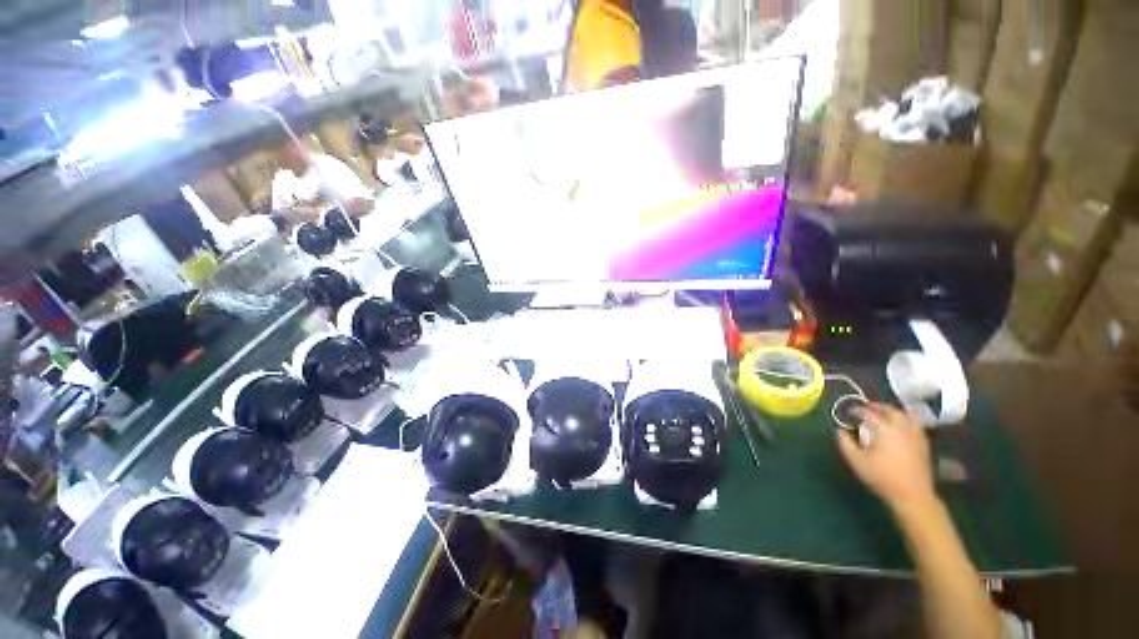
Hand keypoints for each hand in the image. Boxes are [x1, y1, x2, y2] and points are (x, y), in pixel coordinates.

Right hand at [835, 403, 935, 510]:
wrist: (912, 495)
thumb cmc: (881, 476)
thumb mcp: (856, 460)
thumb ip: (845, 443)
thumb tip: (840, 431)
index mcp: (885, 429)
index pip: (868, 413)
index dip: (856, 410)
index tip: (849, 412)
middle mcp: (902, 427)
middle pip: (890, 410)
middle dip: (877, 407)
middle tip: (866, 408)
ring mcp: (915, 435)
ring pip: (905, 415)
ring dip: (893, 412)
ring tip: (883, 415)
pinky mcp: (923, 444)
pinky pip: (914, 424)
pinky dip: (904, 421)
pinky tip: (899, 428)